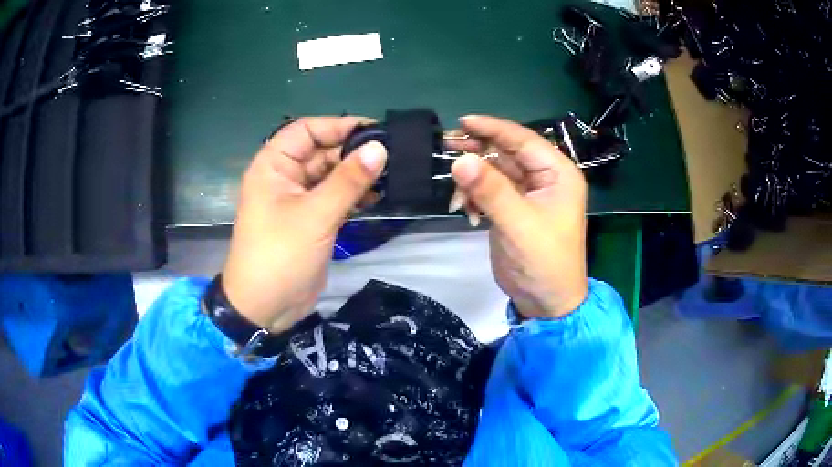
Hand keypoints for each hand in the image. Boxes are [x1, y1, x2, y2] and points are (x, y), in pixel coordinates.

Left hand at [221, 117, 386, 332]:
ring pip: (330, 175)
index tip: (374, 131)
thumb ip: (348, 180)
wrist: (266, 307)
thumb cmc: (280, 255)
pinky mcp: (311, 220)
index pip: (306, 130)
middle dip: (353, 152)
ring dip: (357, 174)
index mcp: (273, 166)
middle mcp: (284, 177)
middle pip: (321, 151)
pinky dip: (354, 195)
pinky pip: (334, 197)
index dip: (337, 126)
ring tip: (391, 174)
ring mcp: (298, 199)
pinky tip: (378, 195)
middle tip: (392, 155)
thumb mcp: (315, 215)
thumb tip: (380, 148)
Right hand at [449, 115, 587, 318]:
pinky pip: (489, 191)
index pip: (523, 140)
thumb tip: (460, 160)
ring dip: (473, 179)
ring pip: (495, 171)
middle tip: (447, 147)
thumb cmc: (544, 262)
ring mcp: (527, 194)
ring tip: (457, 195)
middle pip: (507, 152)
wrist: (546, 303)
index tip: (462, 122)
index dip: (493, 128)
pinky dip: (474, 197)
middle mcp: (544, 178)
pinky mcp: (513, 209)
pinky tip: (466, 212)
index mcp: (557, 174)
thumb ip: (491, 190)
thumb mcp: (519, 225)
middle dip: (478, 151)